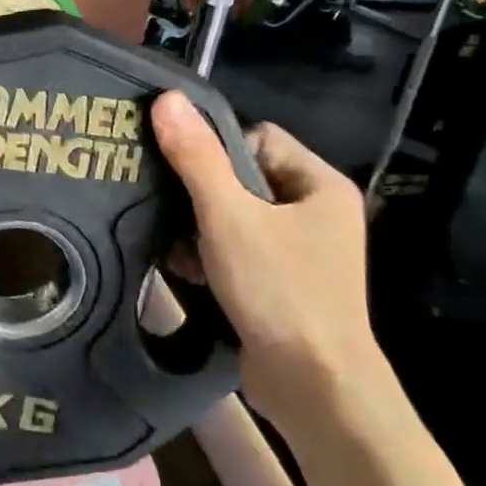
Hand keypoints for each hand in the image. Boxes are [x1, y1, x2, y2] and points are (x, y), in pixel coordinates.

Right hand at [151, 93, 386, 434]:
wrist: (314, 387)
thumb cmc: (280, 289)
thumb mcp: (229, 216)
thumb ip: (196, 157)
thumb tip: (167, 99)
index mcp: (319, 185)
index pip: (257, 139)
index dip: (216, 151)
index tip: (183, 176)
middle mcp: (314, 212)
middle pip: (240, 179)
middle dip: (199, 197)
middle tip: (168, 213)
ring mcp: (300, 252)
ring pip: (233, 218)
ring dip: (198, 230)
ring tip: (175, 249)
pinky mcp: (281, 283)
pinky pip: (236, 251)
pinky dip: (209, 257)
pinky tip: (185, 271)